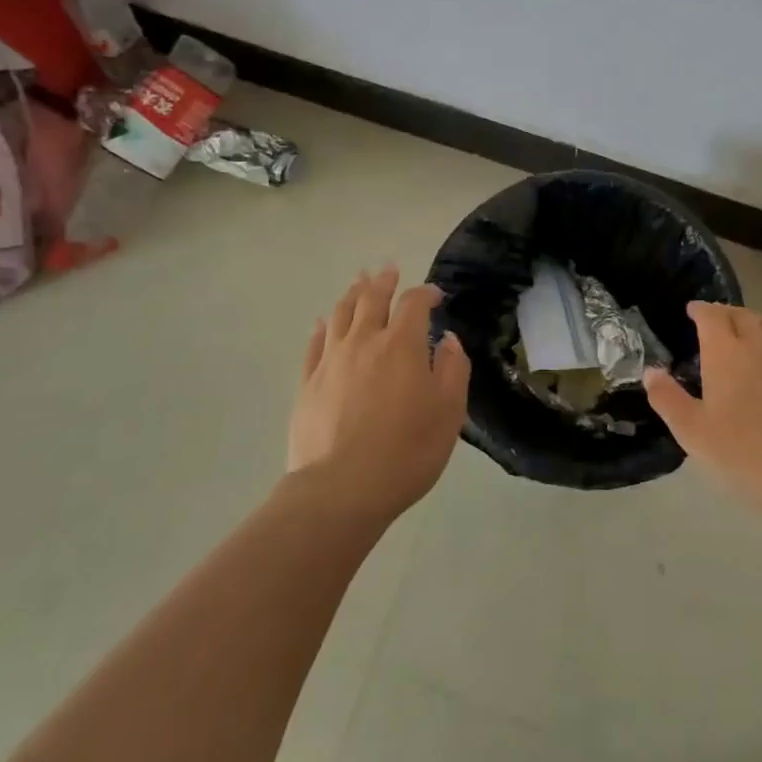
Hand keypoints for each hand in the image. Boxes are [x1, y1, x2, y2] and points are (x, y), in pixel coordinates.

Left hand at [289, 267, 469, 521]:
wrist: (340, 490)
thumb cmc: (406, 451)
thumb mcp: (449, 412)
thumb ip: (454, 369)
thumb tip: (448, 340)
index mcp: (402, 345)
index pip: (414, 303)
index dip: (426, 293)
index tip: (436, 296)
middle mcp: (364, 341)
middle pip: (372, 298)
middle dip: (383, 281)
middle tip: (389, 270)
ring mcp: (331, 360)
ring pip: (340, 313)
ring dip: (352, 293)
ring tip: (359, 283)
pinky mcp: (308, 382)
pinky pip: (314, 343)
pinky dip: (322, 326)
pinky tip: (323, 322)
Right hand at [645, 303, 761, 523]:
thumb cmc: (740, 452)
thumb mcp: (691, 430)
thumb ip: (667, 398)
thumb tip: (650, 371)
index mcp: (725, 353)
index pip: (712, 316)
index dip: (701, 309)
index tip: (692, 310)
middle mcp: (759, 347)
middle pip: (744, 315)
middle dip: (727, 312)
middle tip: (717, 320)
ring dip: (760, 322)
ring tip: (752, 330)